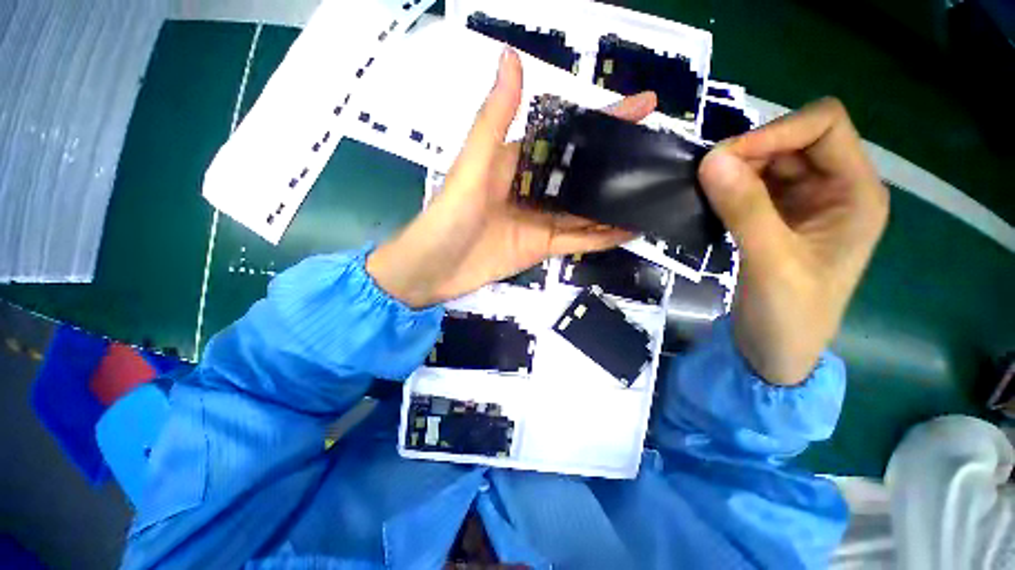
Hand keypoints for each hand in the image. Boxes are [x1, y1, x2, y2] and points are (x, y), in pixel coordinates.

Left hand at [367, 48, 655, 306]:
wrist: (435, 268)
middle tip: (660, 155)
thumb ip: (494, 119)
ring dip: (616, 203)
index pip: (568, 135)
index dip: (604, 119)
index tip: (645, 105)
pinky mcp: (542, 247)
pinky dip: (603, 236)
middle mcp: (534, 189)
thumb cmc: (448, 216)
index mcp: (519, 162)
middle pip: (583, 173)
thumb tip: (510, 56)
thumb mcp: (472, 165)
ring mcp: (540, 221)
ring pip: (585, 209)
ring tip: (654, 193)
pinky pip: (578, 239)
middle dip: (618, 163)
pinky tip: (631, 229)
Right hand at [698, 98, 888, 385]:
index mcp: (857, 193)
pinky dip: (729, 185)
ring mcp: (805, 202)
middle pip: (795, 139)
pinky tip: (710, 200)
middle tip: (705, 176)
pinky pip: (753, 184)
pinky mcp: (777, 217)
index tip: (725, 159)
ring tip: (703, 189)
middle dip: (751, 150)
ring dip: (736, 168)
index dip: (776, 131)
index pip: (825, 126)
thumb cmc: (790, 316)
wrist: (775, 352)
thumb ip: (744, 209)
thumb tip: (711, 160)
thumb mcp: (771, 263)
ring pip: (770, 160)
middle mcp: (836, 188)